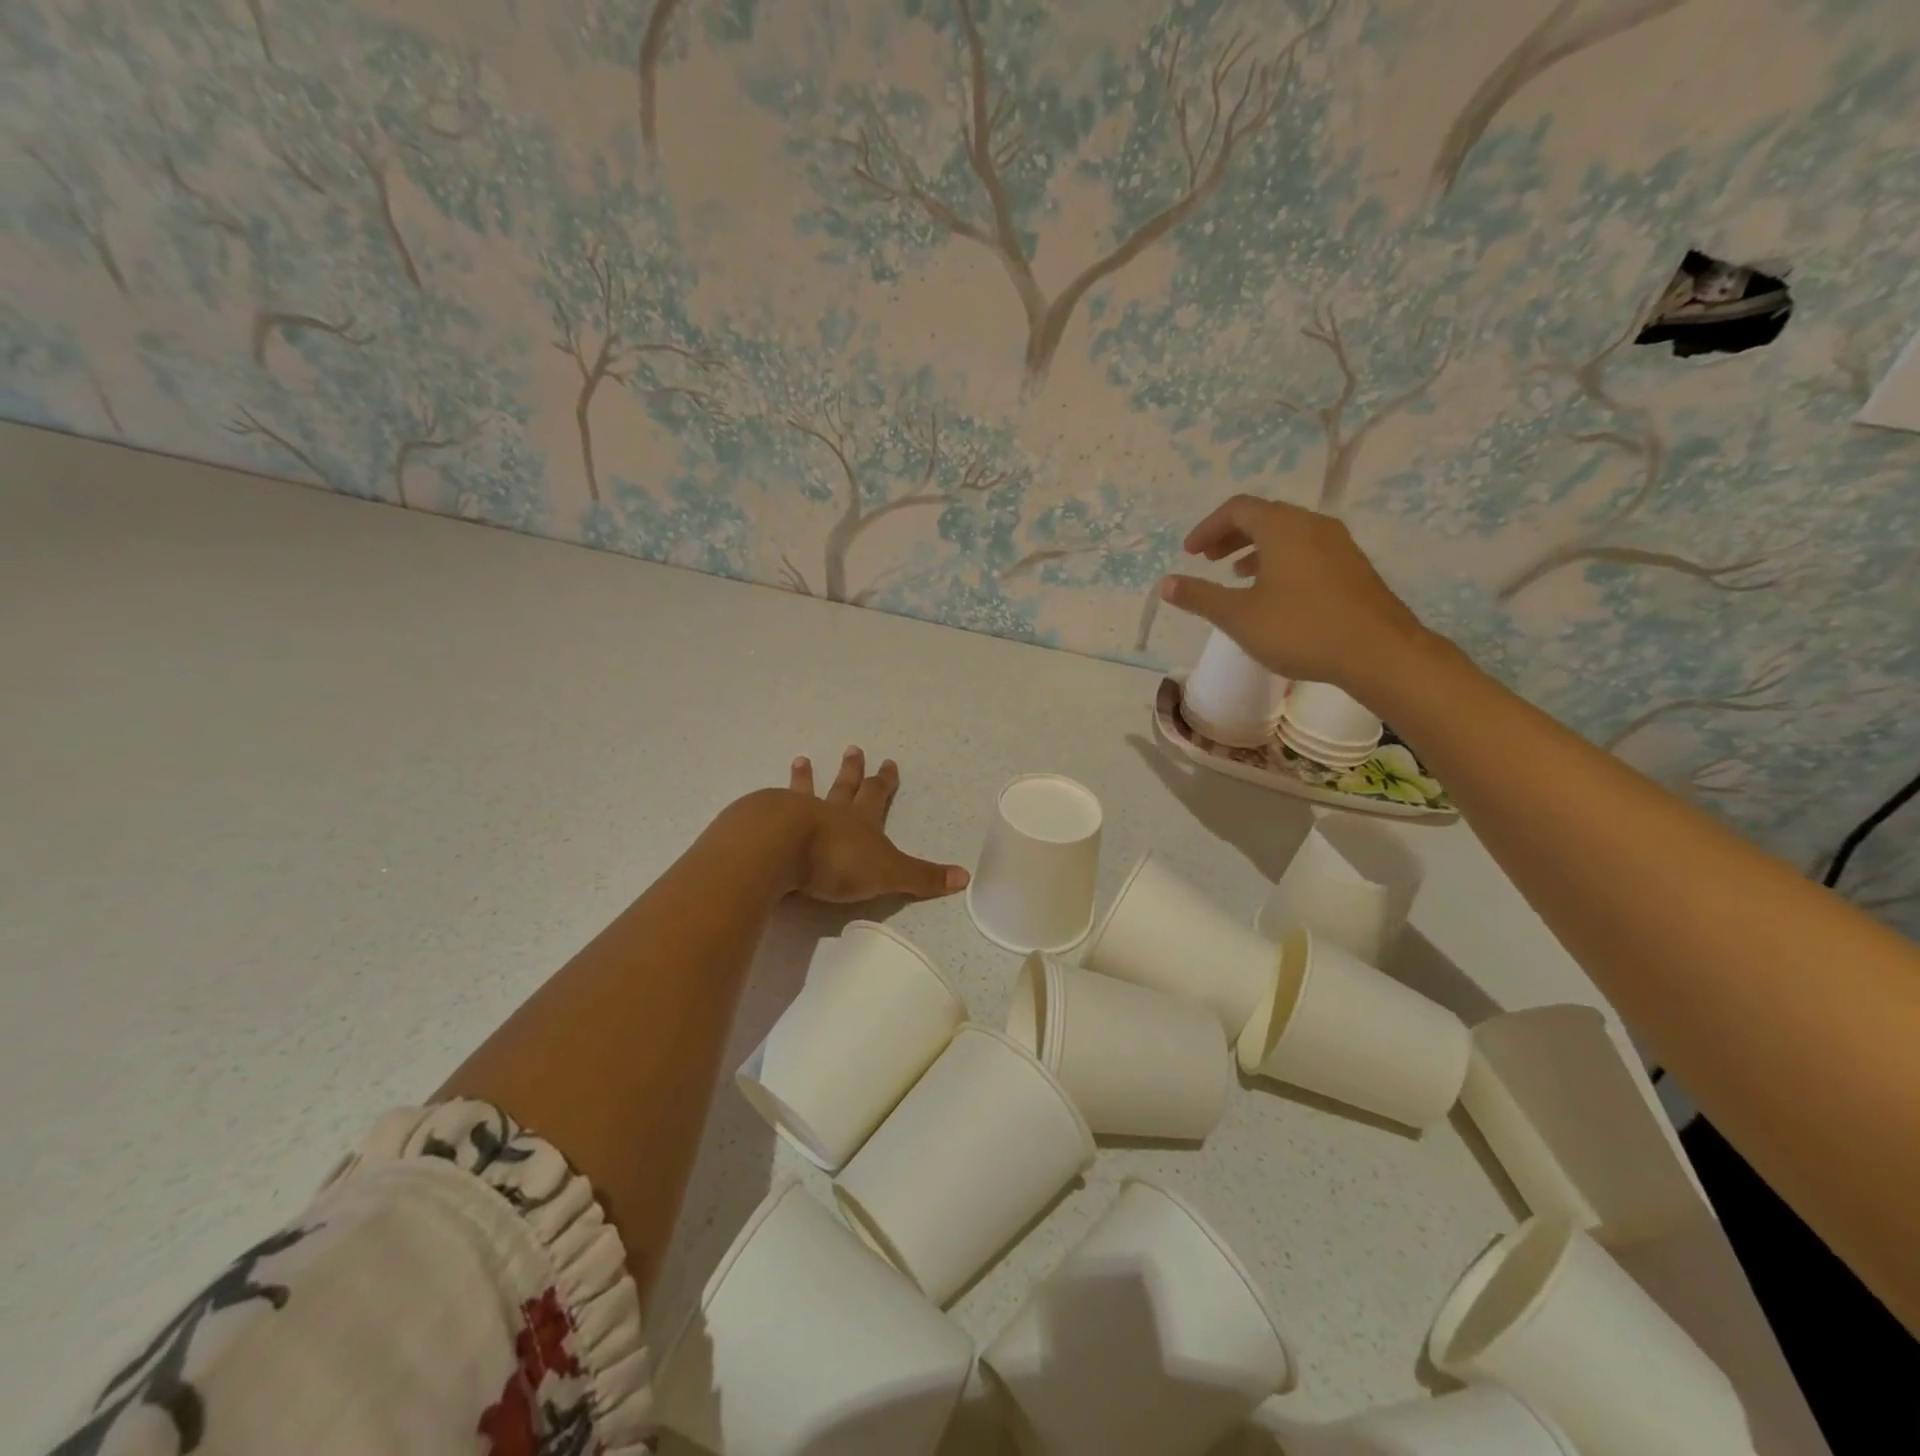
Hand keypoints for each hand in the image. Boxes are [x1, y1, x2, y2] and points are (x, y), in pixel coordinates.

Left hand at [781, 748, 969, 903]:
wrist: (780, 847)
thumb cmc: (837, 860)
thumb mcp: (888, 873)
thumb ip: (922, 877)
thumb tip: (965, 877)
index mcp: (861, 821)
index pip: (877, 795)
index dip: (885, 781)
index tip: (889, 763)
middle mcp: (830, 810)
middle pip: (844, 786)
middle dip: (852, 770)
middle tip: (853, 749)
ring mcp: (795, 813)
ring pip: (804, 790)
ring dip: (806, 777)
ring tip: (802, 760)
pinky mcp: (765, 822)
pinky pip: (770, 806)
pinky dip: (770, 800)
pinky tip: (763, 799)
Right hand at [1161, 495, 1428, 698]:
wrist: (1379, 652)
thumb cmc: (1301, 629)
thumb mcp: (1239, 616)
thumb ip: (1200, 597)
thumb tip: (1166, 584)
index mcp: (1282, 528)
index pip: (1237, 509)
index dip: (1207, 528)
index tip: (1189, 554)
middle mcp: (1312, 525)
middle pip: (1264, 516)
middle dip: (1231, 535)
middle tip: (1208, 560)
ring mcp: (1338, 544)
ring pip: (1288, 534)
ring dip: (1256, 548)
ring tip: (1237, 575)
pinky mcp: (1352, 567)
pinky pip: (1307, 550)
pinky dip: (1281, 560)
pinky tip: (1276, 592)